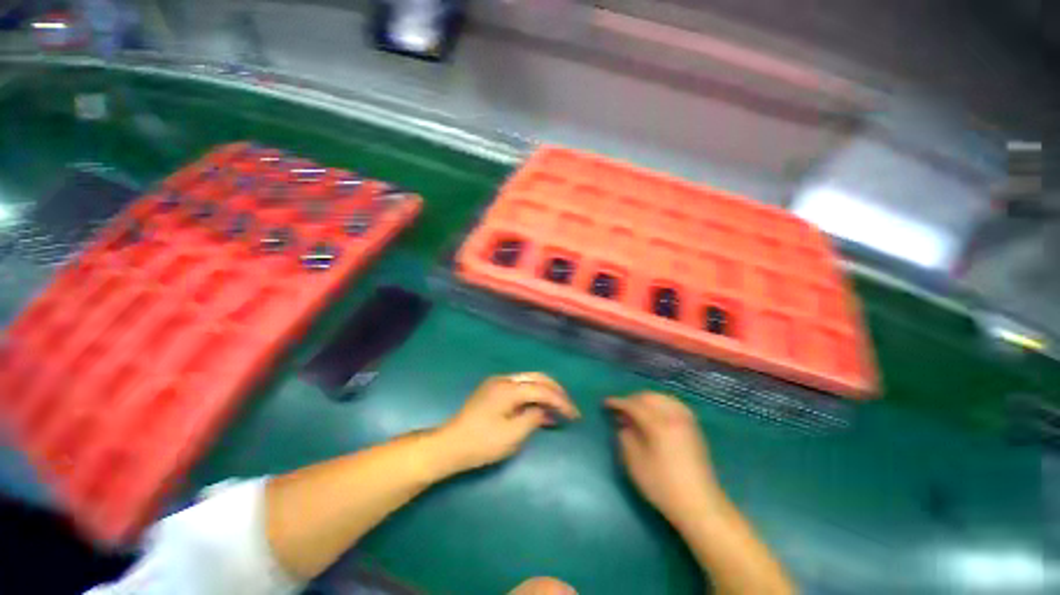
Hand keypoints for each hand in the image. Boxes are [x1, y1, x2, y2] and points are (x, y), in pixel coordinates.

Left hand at [437, 373, 579, 473]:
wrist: (450, 445)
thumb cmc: (481, 443)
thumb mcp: (512, 435)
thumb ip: (534, 418)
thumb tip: (548, 410)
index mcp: (509, 388)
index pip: (542, 390)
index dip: (560, 401)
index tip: (575, 415)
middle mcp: (504, 379)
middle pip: (537, 378)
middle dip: (556, 391)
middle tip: (570, 407)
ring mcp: (497, 383)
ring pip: (529, 381)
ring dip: (545, 393)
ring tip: (559, 409)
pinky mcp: (493, 391)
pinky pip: (520, 388)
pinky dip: (533, 396)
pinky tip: (540, 410)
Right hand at [605, 392, 723, 526]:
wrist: (700, 505)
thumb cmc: (663, 486)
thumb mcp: (635, 463)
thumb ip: (626, 437)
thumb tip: (623, 423)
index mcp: (659, 424)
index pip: (634, 405)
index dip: (618, 402)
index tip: (605, 403)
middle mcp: (674, 416)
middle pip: (648, 397)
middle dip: (631, 400)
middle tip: (620, 410)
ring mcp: (687, 420)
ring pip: (662, 398)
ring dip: (645, 400)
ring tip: (635, 411)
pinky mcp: (693, 427)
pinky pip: (673, 404)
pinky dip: (659, 404)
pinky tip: (654, 414)